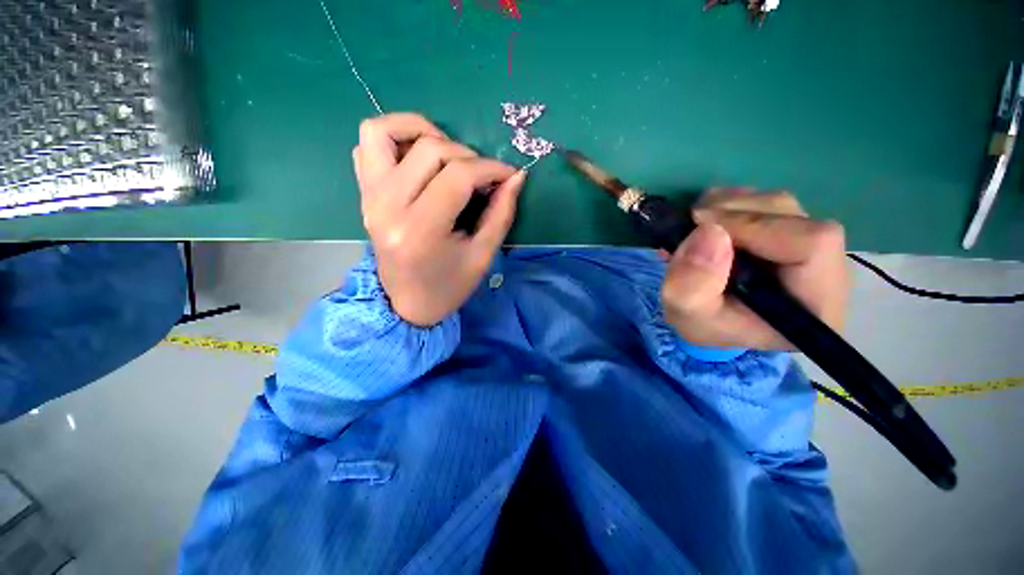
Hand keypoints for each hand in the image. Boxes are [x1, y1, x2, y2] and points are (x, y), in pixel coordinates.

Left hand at [353, 113, 526, 326]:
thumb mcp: (482, 255)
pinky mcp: (364, 194)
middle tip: (483, 176)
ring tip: (447, 153)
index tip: (508, 175)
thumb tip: (516, 176)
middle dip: (467, 155)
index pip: (458, 176)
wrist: (407, 303)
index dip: (490, 168)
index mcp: (421, 230)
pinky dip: (394, 138)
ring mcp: (369, 197)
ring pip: (384, 131)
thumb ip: (501, 213)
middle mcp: (388, 207)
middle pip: (429, 150)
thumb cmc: (449, 286)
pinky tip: (419, 160)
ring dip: (421, 130)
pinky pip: (367, 145)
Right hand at [660, 189, 849, 350]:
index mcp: (816, 303)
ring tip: (695, 226)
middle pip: (793, 216)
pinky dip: (731, 203)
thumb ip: (691, 284)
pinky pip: (767, 201)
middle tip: (690, 224)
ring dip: (729, 206)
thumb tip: (709, 231)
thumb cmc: (704, 325)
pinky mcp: (792, 230)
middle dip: (734, 214)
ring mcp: (812, 246)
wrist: (709, 321)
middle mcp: (828, 269)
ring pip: (779, 204)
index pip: (812, 242)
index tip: (703, 228)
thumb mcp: (687, 315)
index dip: (755, 227)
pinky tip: (709, 222)